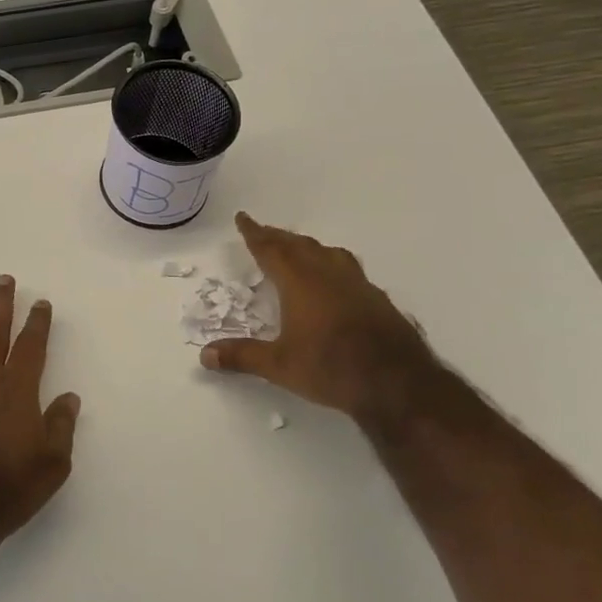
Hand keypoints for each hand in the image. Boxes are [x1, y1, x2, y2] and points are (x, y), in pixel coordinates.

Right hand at [199, 212, 446, 438]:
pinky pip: (349, 270)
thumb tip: (205, 355)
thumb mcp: (279, 366)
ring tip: (300, 249)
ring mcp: (358, 284)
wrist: (397, 383)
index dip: (255, 233)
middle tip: (264, 233)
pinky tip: (336, 282)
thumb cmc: (331, 368)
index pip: (271, 249)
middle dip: (279, 237)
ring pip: (328, 253)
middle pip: (299, 245)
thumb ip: (242, 356)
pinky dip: (333, 266)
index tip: (244, 218)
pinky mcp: (378, 299)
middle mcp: (328, 274)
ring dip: (308, 247)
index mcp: (300, 281)